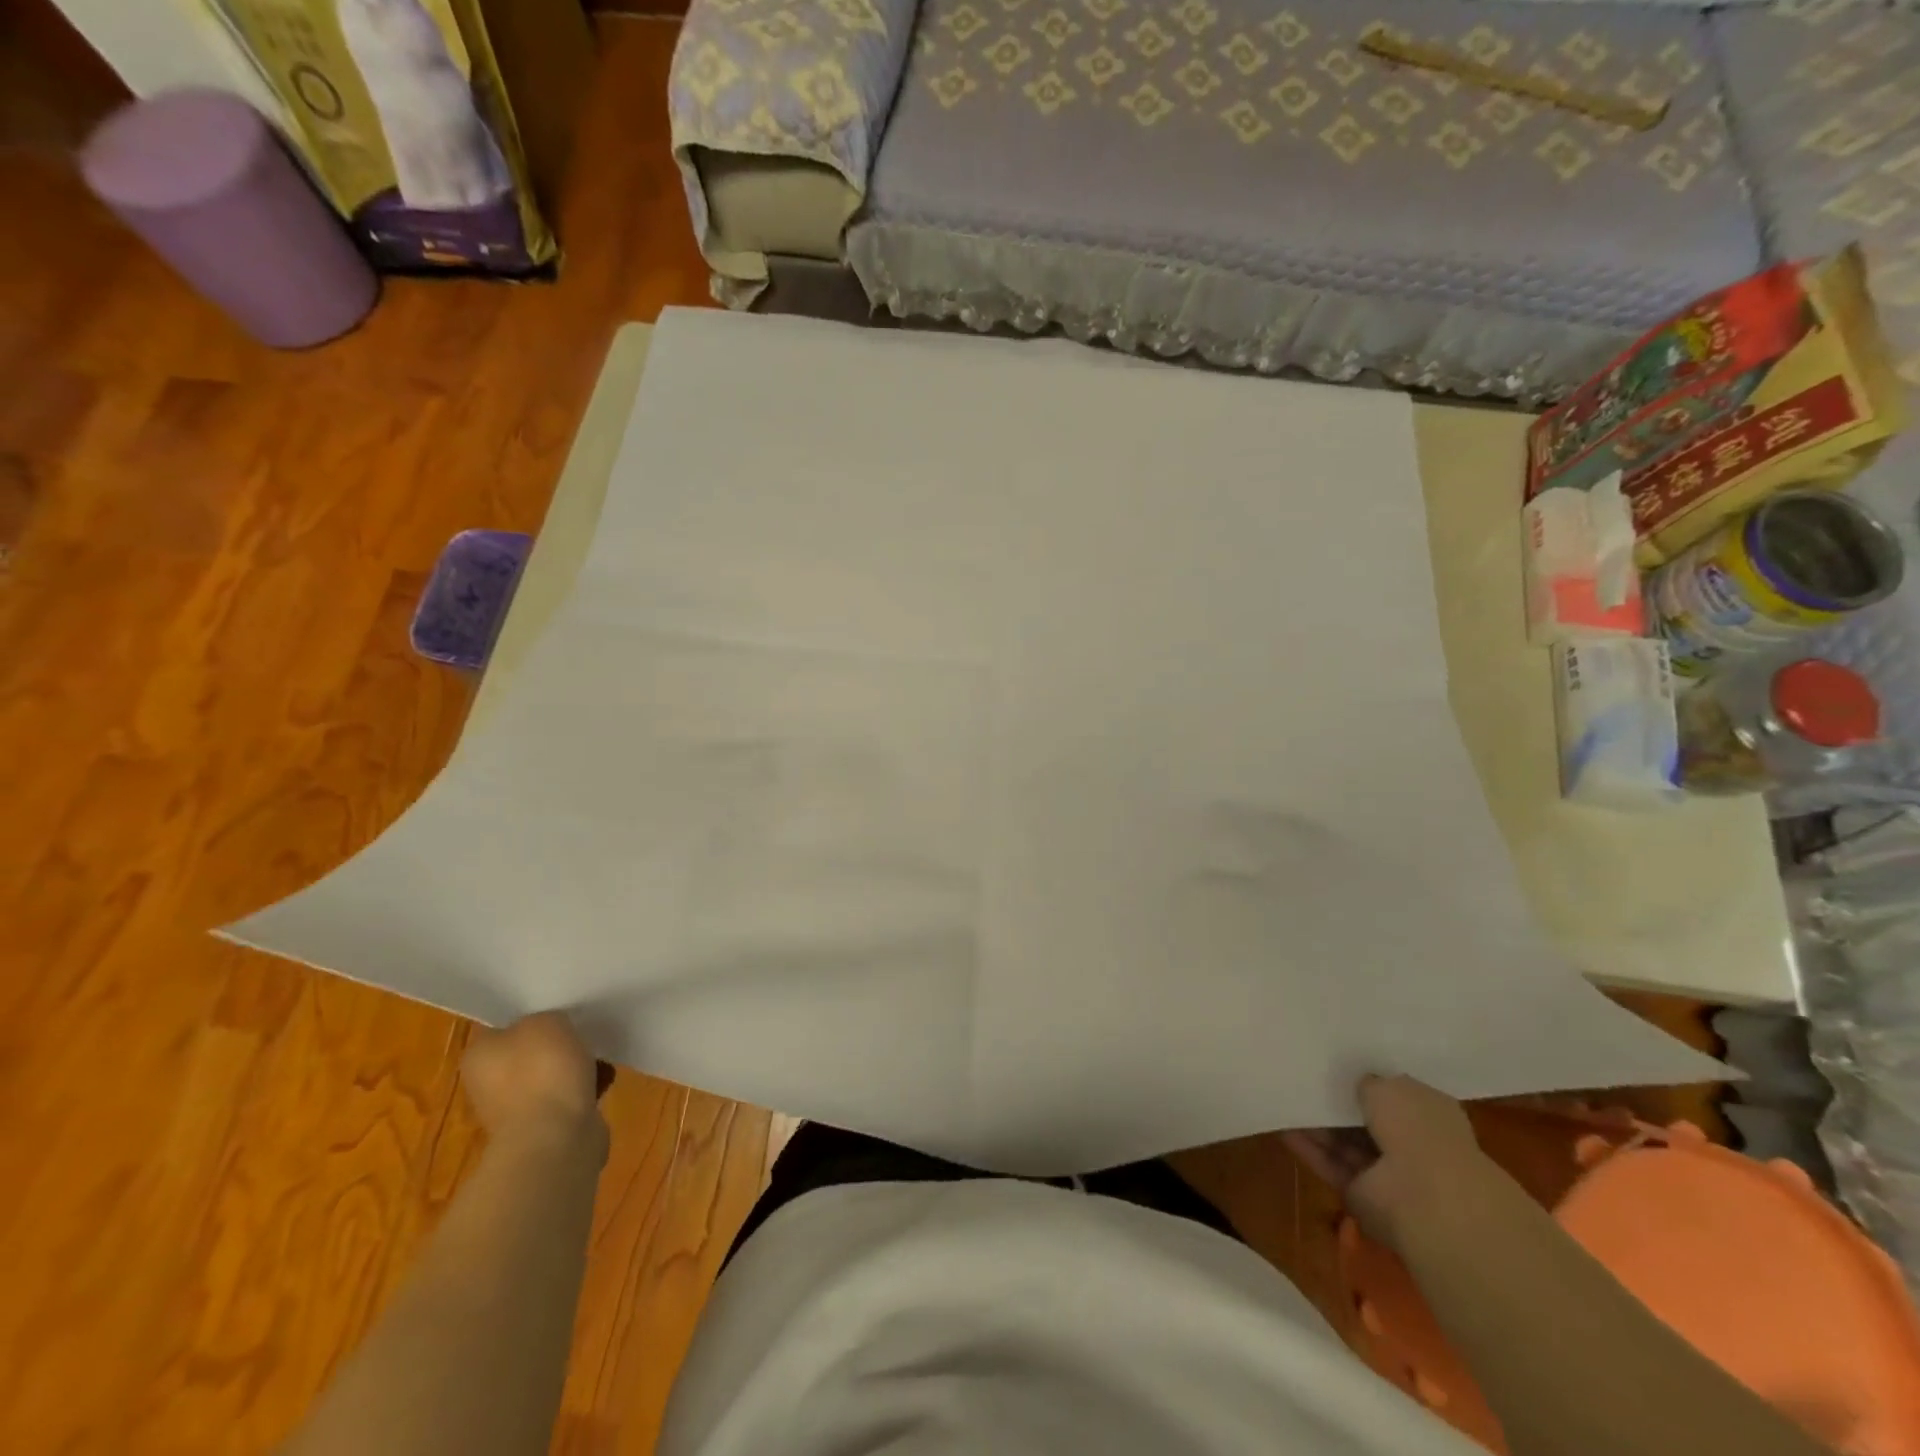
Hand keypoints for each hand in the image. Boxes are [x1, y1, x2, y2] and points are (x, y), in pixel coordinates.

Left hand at [461, 1012, 609, 1158]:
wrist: (555, 1137)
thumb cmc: (541, 1071)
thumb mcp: (545, 1020)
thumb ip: (546, 1016)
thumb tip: (550, 1029)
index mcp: (479, 1056)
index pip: (502, 1026)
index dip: (531, 1014)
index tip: (558, 1007)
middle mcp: (490, 1083)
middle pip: (529, 1051)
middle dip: (558, 1042)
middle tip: (583, 1029)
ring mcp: (516, 1109)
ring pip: (552, 1074)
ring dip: (576, 1065)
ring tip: (601, 1054)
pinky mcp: (545, 1127)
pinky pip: (570, 1095)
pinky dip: (587, 1087)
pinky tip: (604, 1079)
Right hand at [1283, 1075, 1495, 1252]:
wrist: (1426, 1199)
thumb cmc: (1417, 1130)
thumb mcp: (1390, 1086)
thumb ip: (1368, 1082)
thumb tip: (1357, 1083)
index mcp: (1430, 1115)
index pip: (1395, 1094)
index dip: (1367, 1080)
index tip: (1337, 1064)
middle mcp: (1411, 1144)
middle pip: (1366, 1120)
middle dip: (1338, 1102)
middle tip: (1303, 1077)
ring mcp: (1387, 1173)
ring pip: (1344, 1142)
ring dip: (1317, 1123)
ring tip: (1285, 1096)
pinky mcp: (1361, 1194)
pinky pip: (1330, 1164)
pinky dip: (1307, 1147)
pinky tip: (1282, 1125)